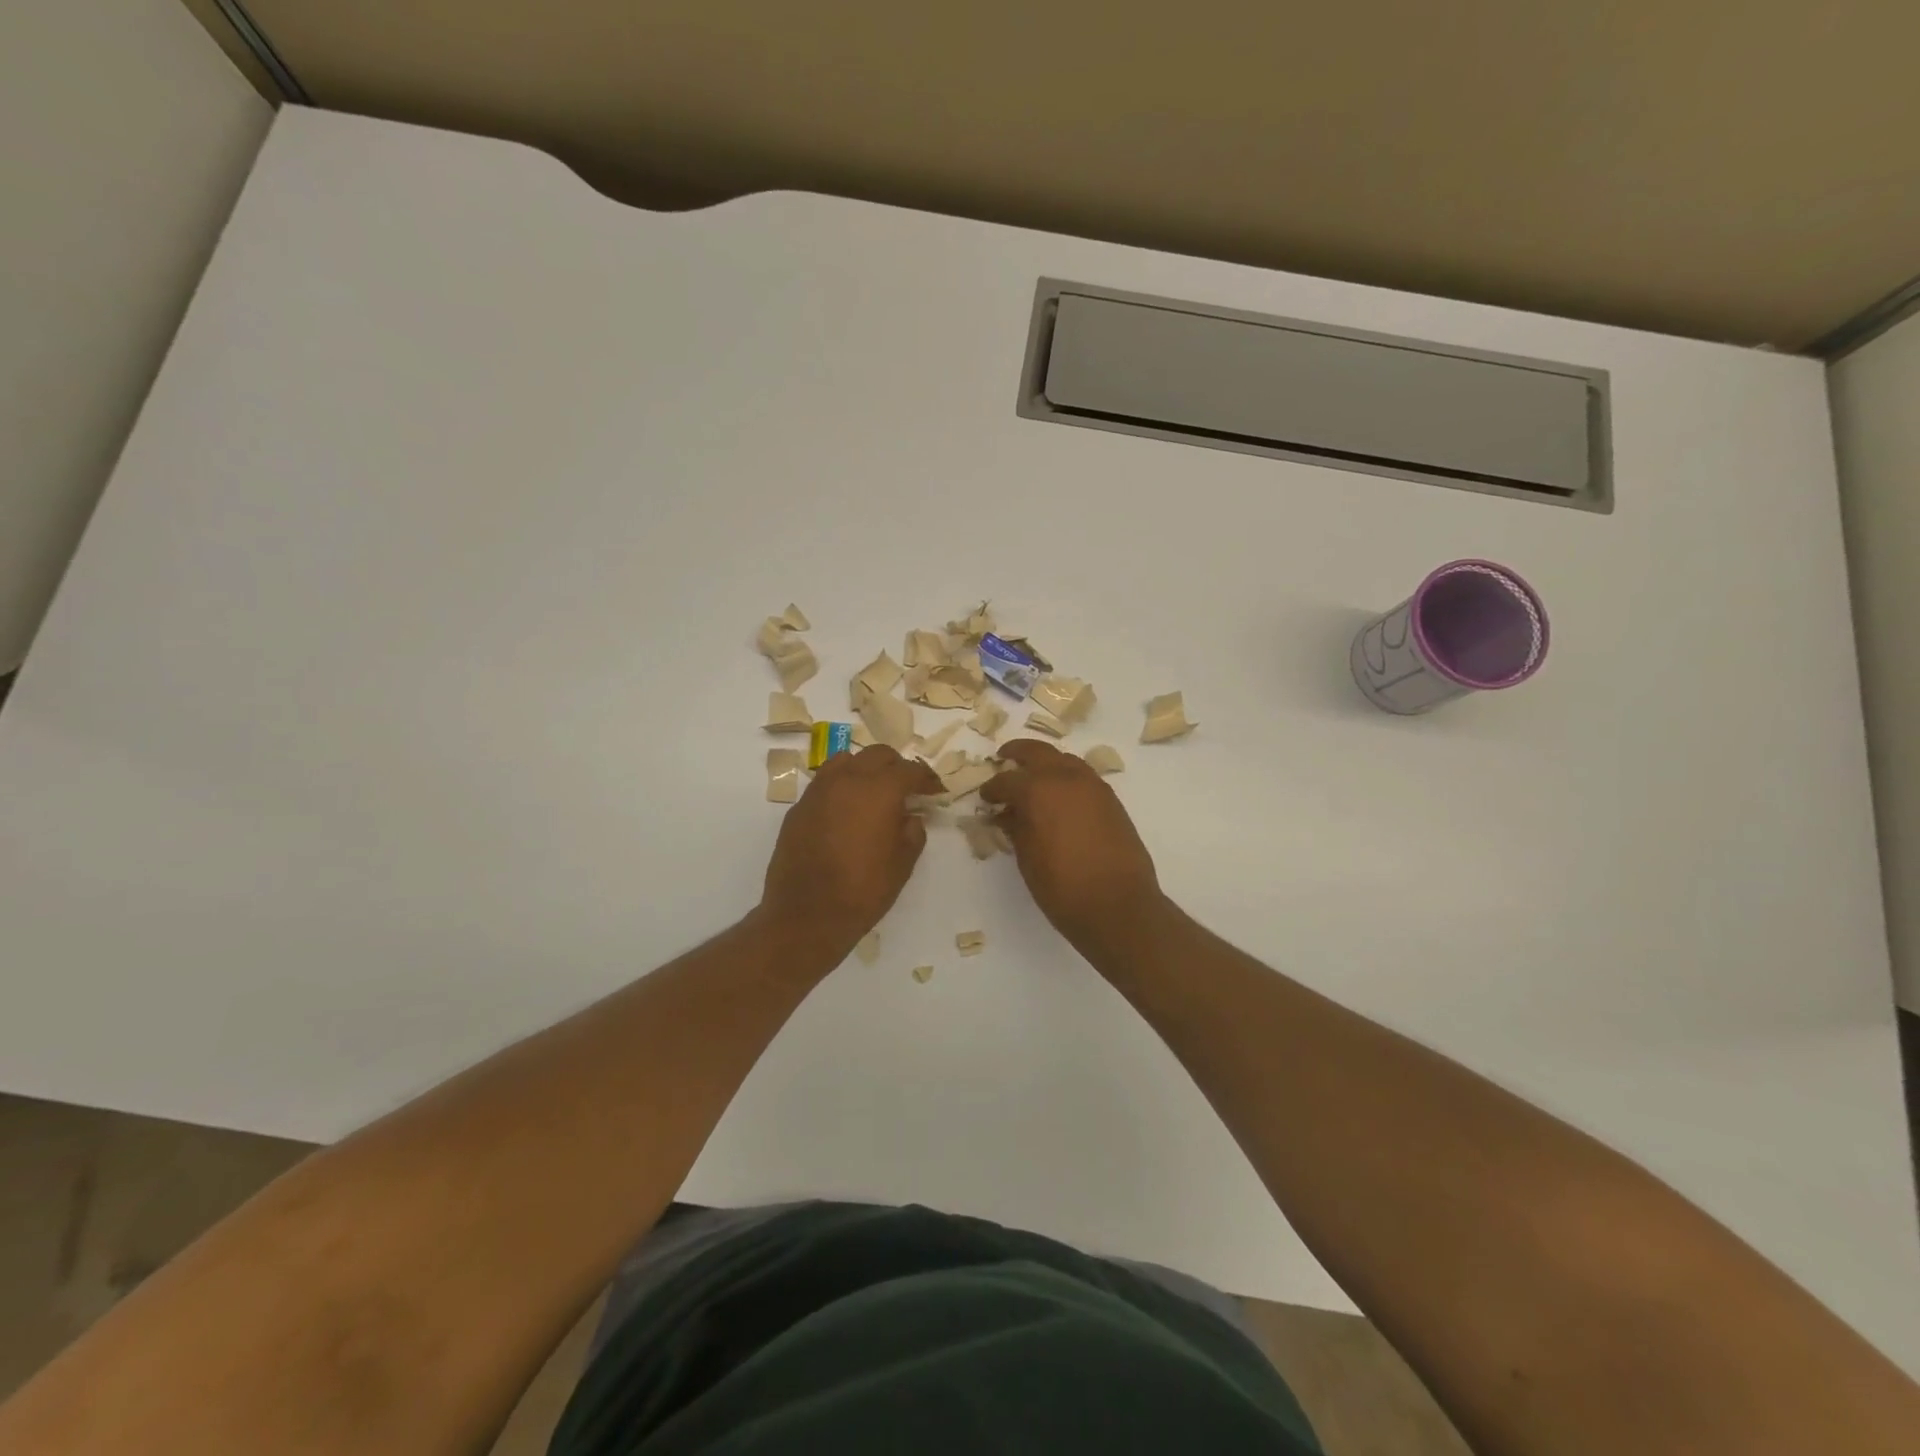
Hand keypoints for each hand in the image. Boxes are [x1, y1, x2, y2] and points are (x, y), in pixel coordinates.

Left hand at [759, 744, 943, 954]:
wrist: (806, 915)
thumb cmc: (863, 891)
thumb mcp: (902, 864)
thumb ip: (912, 832)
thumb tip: (911, 816)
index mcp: (879, 790)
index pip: (909, 770)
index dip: (926, 778)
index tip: (935, 791)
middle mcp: (847, 780)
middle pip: (877, 755)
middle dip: (896, 767)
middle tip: (907, 789)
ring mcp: (818, 791)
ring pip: (846, 761)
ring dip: (865, 770)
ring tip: (874, 793)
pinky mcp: (799, 807)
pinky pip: (825, 783)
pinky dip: (841, 787)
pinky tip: (846, 812)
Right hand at [980, 739, 1165, 958]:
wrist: (1118, 905)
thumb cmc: (1063, 887)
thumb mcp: (1027, 858)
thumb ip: (1015, 828)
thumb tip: (1007, 813)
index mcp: (1038, 790)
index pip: (1006, 780)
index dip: (992, 789)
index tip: (985, 797)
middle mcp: (1066, 778)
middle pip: (1037, 752)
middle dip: (1018, 753)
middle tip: (1004, 759)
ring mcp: (1093, 786)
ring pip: (1064, 760)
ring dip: (1046, 763)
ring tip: (1033, 778)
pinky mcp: (1111, 800)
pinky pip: (1083, 777)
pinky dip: (1066, 777)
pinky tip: (1059, 796)